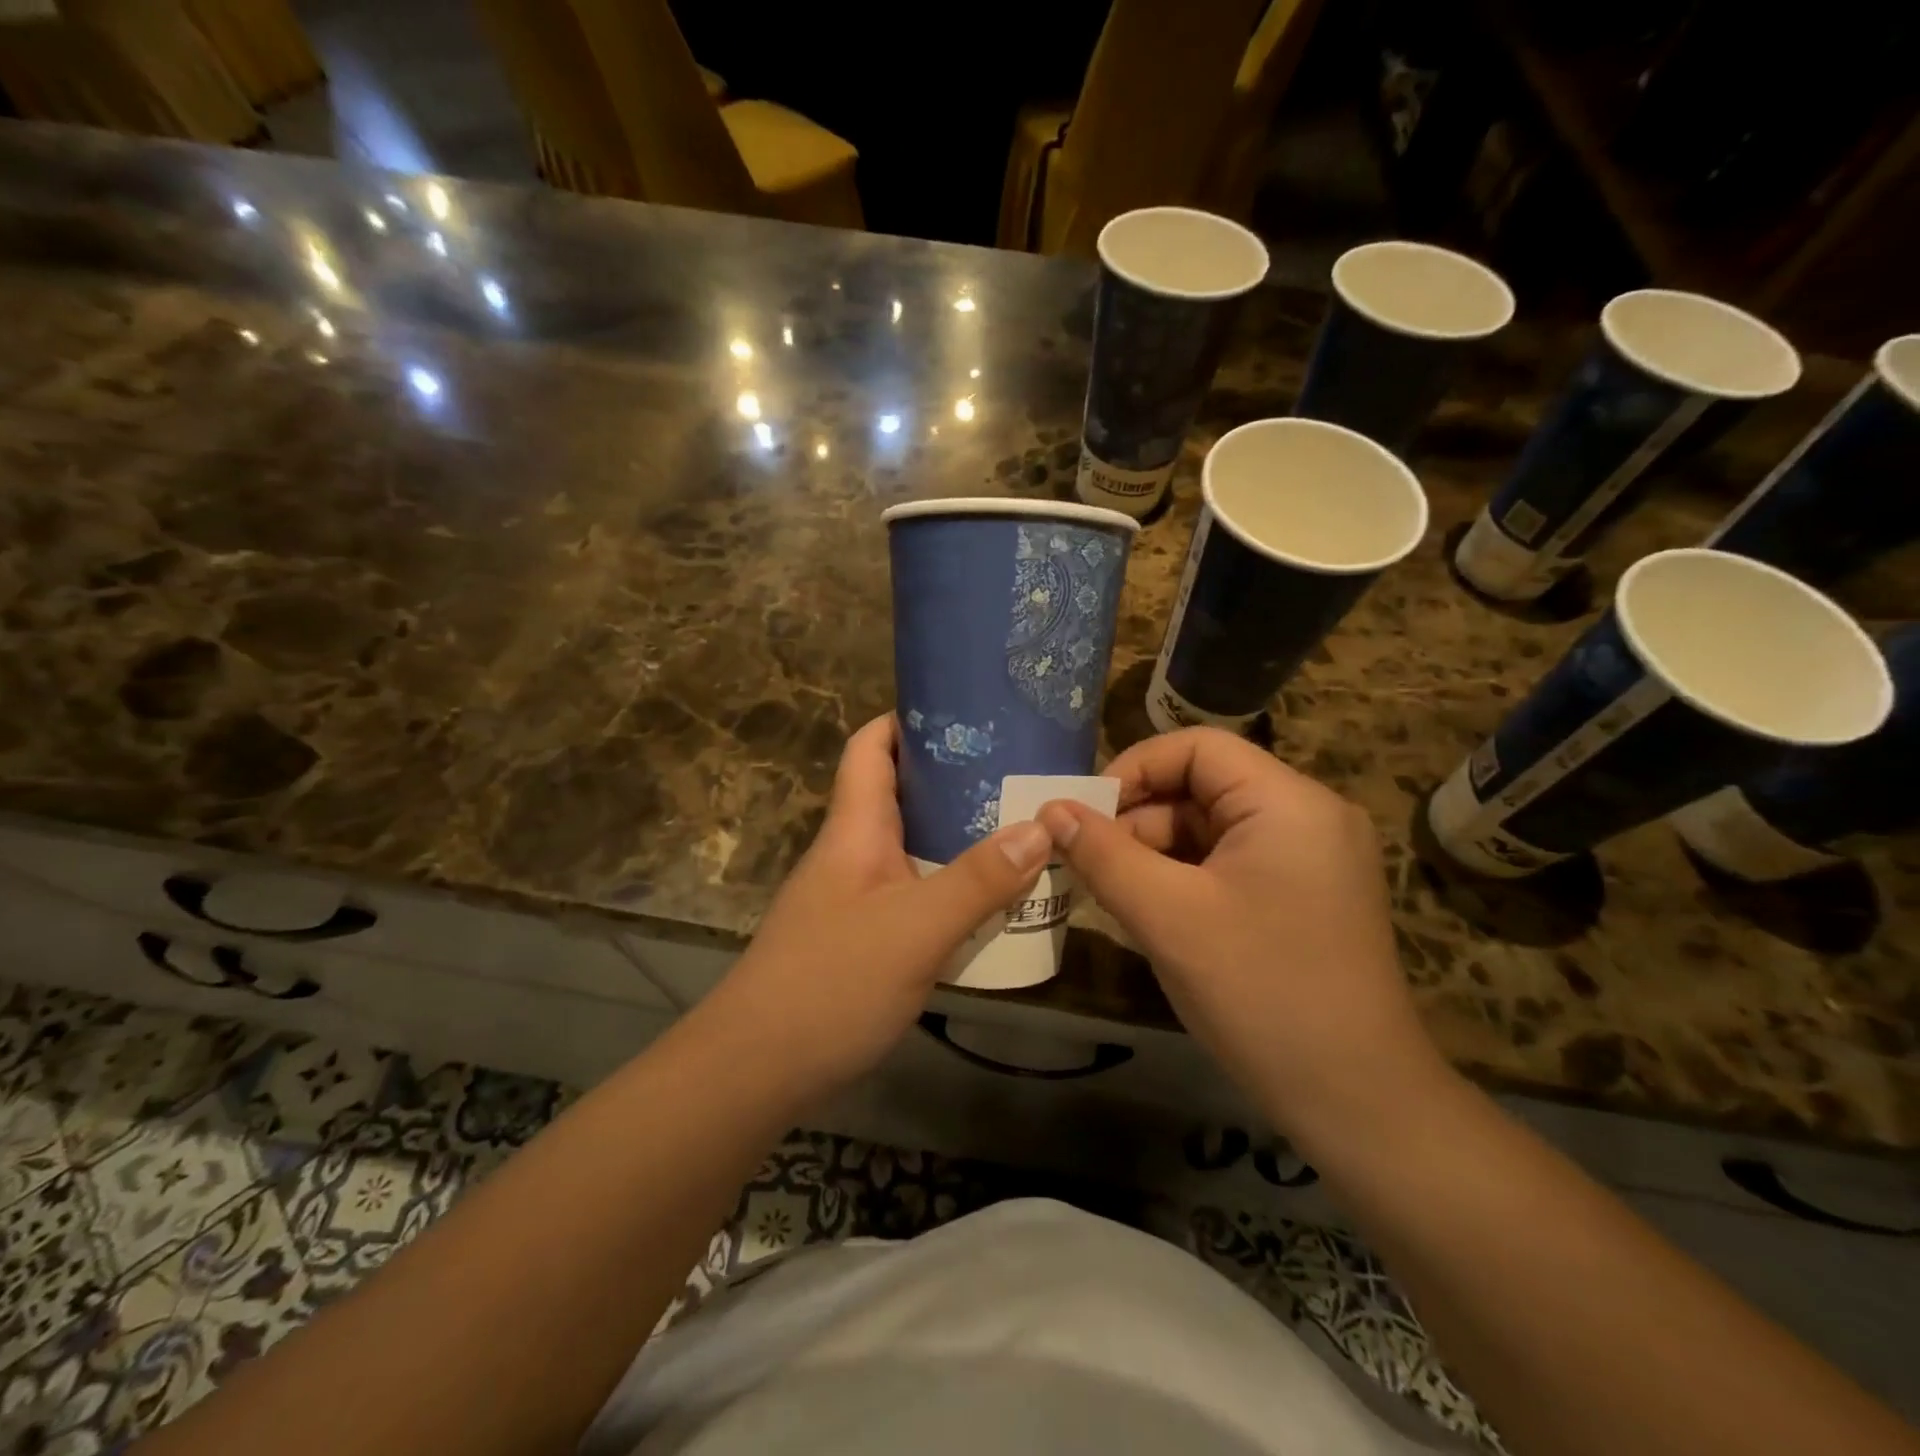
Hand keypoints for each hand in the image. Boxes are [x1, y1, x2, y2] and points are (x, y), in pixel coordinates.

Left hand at [701, 714, 1051, 1093]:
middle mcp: (853, 852)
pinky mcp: (864, 937)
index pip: (871, 747)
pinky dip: (953, 887)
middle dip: (957, 779)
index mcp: (855, 829)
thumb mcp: (915, 929)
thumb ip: (978, 880)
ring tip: (1022, 829)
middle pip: (902, 795)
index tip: (967, 712)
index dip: (908, 719)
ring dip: (961, 838)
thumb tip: (1040, 827)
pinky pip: (916, 893)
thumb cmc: (830, 983)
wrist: (756, 1071)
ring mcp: (856, 897)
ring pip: (914, 847)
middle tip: (1020, 773)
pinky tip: (993, 901)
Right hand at [1037, 727, 1450, 1150]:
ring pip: (1210, 832)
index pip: (1197, 748)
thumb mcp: (1167, 917)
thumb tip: (1051, 809)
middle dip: (1137, 822)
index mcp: (1288, 802)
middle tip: (1085, 863)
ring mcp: (1309, 860)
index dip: (1133, 769)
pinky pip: (1228, 867)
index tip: (1083, 813)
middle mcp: (1306, 817)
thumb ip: (1103, 854)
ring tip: (1109, 895)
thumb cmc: (1260, 993)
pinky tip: (1149, 917)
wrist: (1357, 1103)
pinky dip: (1183, 882)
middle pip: (1202, 790)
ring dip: (1154, 857)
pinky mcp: (1303, 898)